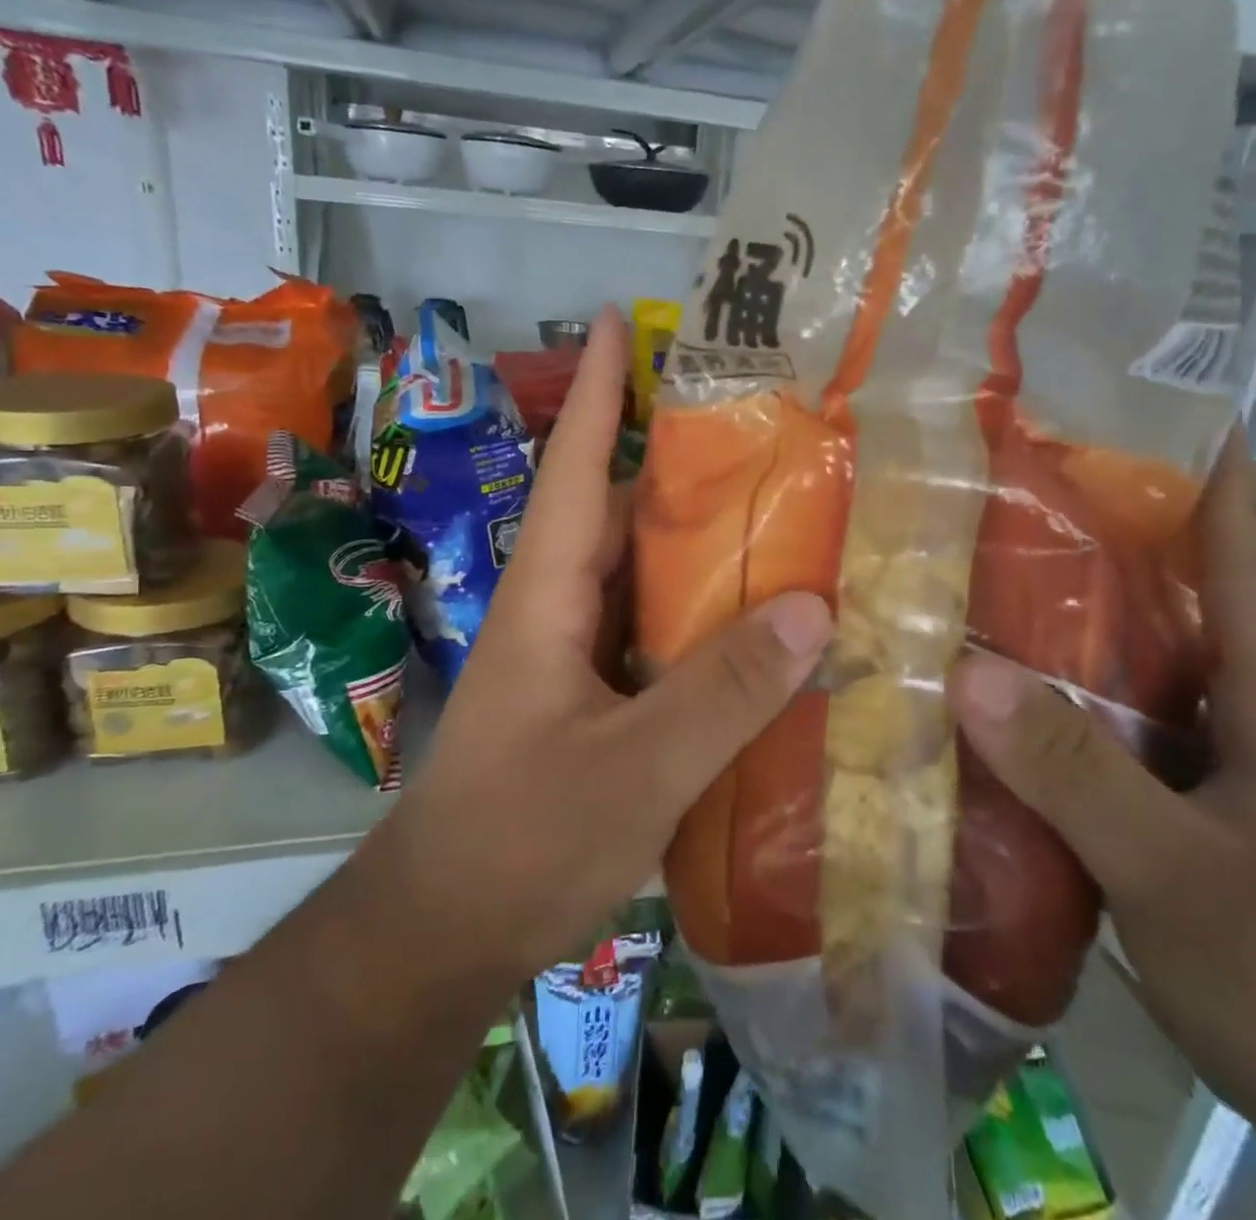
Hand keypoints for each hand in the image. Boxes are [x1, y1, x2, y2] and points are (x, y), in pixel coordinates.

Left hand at [377, 307, 831, 984]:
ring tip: (782, 512)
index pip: (578, 468)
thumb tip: (813, 607)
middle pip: (621, 513)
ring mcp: (572, 657)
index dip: (601, 392)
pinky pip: (654, 636)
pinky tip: (759, 626)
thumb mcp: (636, 767)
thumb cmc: (522, 840)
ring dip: (699, 545)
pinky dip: (702, 619)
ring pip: (643, 577)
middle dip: (680, 463)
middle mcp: (559, 609)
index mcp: (549, 595)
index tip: (620, 322)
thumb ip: (723, 691)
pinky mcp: (590, 700)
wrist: (442, 933)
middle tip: (761, 426)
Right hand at [948, 434, 1255, 1218]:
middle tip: (994, 494)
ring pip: (1123, 668)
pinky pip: (1101, 733)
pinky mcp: (1172, 810)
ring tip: (964, 584)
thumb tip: (966, 675)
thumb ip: (1079, 775)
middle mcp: (1236, 712)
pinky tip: (984, 703)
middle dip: (1090, 540)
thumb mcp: (1184, 876)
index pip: (1241, 551)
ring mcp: (1204, 764)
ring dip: (1056, 627)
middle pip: (1163, 599)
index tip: (1134, 409)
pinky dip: (1048, 706)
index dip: (1204, 470)